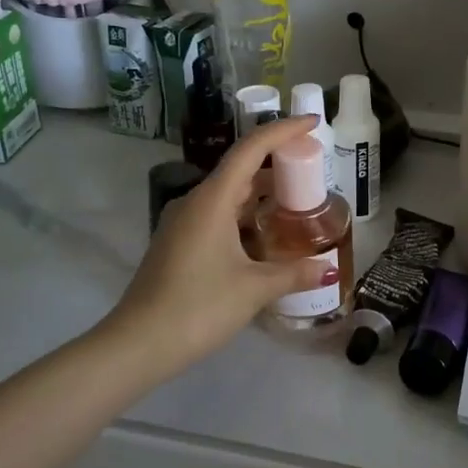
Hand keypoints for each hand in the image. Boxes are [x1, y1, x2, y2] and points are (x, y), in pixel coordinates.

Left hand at [106, 116, 338, 372]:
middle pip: (240, 168)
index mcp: (212, 200)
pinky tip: (265, 234)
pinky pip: (218, 214)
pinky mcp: (179, 243)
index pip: (251, 149)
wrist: (138, 345)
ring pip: (229, 194)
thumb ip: (293, 273)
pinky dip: (245, 214)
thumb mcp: (254, 289)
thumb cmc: (198, 307)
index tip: (312, 123)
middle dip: (276, 163)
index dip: (283, 130)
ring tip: (297, 200)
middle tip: (312, 167)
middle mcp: (196, 202)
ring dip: (261, 192)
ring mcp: (184, 222)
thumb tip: (329, 269)